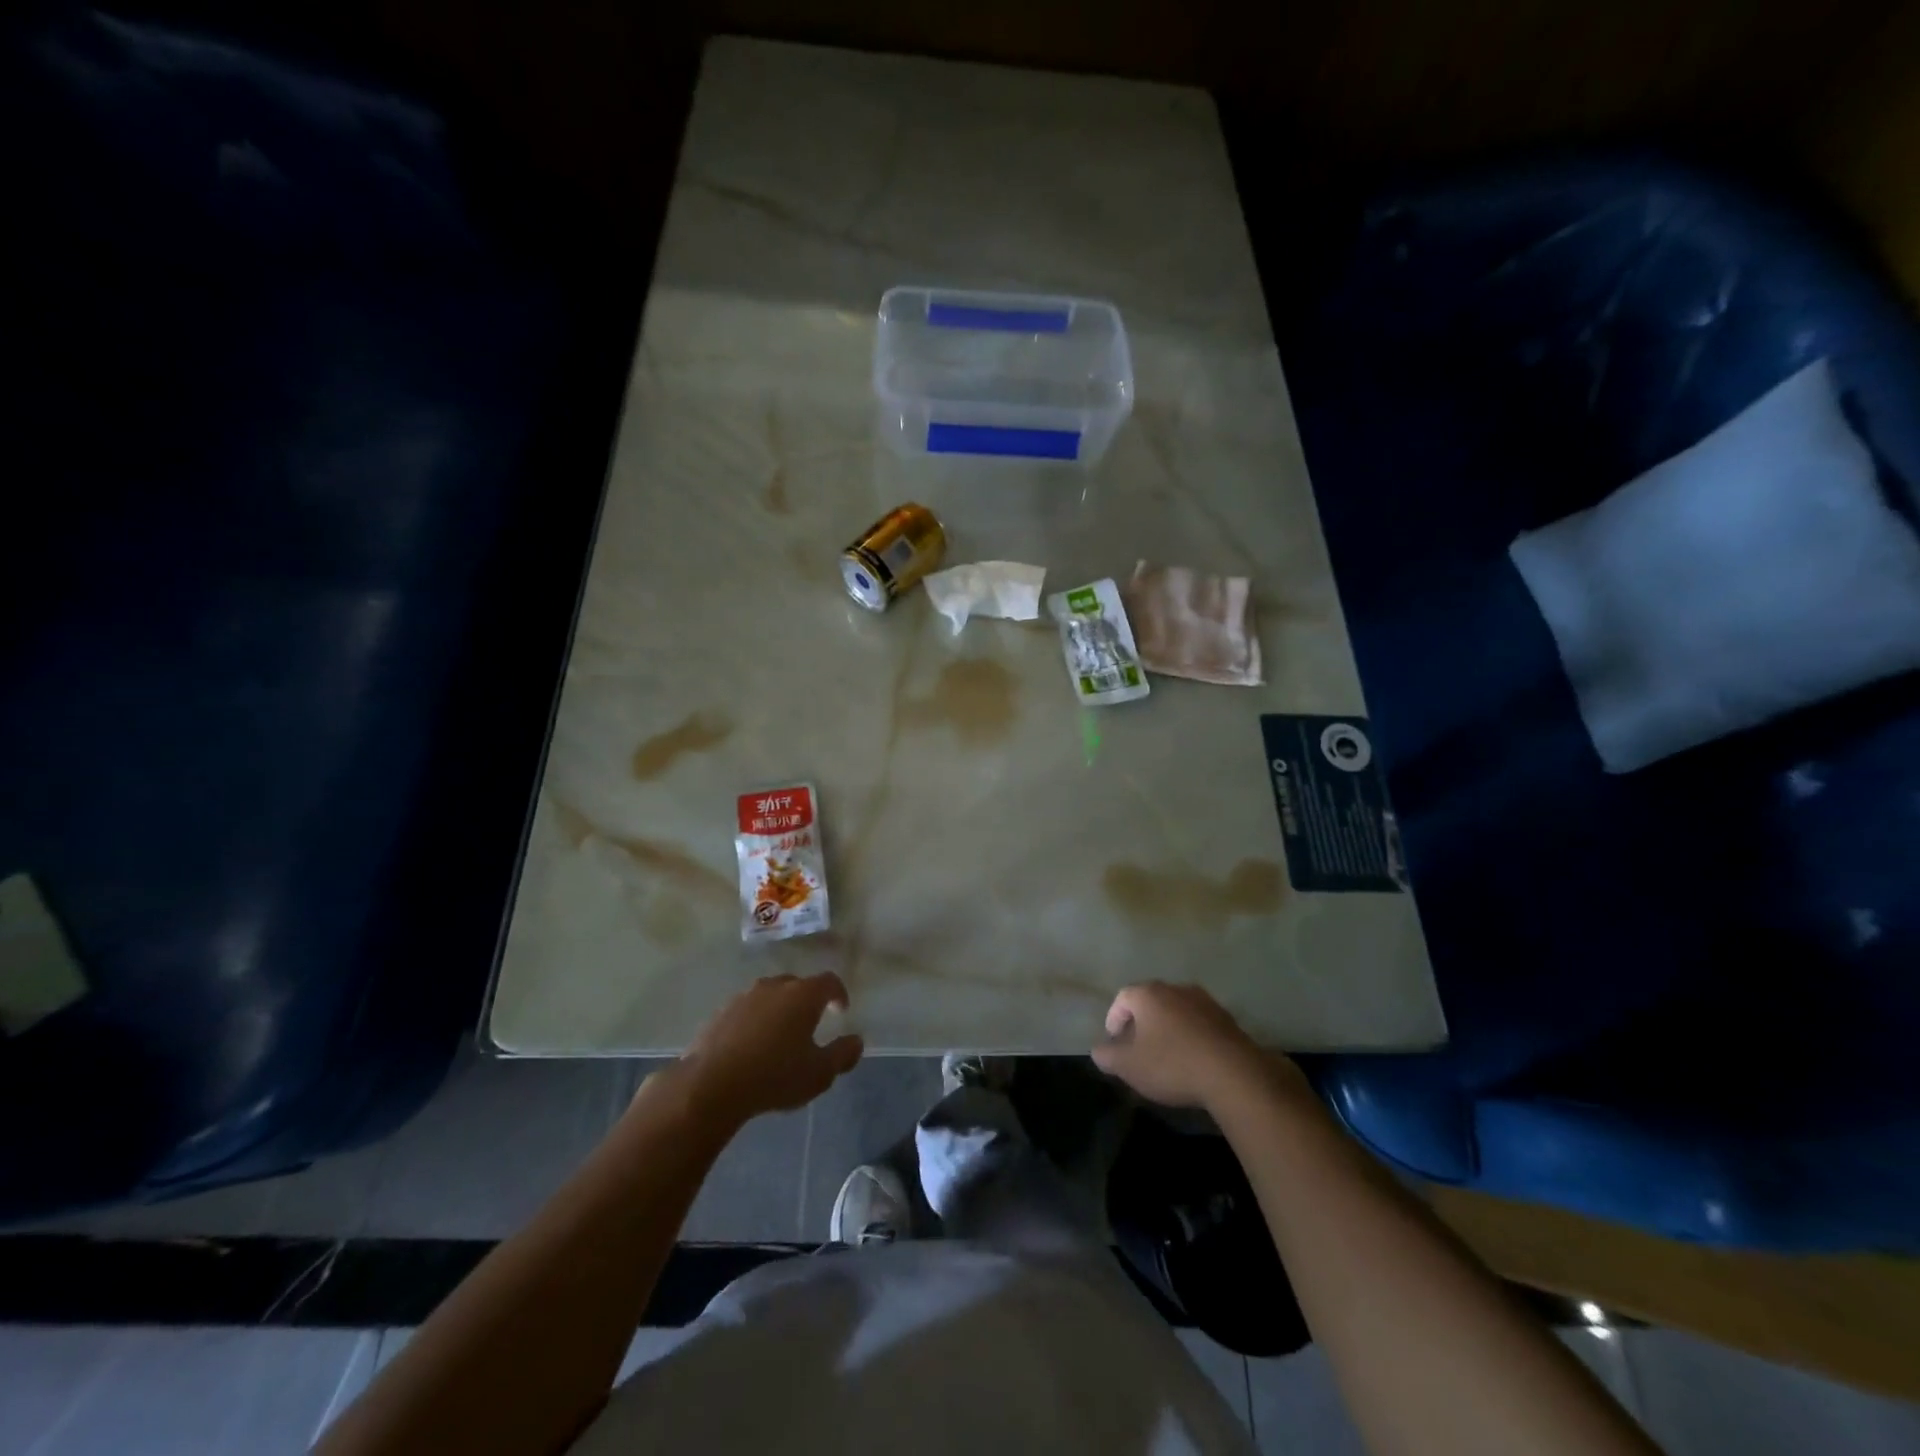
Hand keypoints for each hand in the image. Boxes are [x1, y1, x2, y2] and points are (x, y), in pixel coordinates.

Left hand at [678, 974, 862, 1129]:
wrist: (711, 1085)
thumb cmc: (775, 1076)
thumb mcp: (819, 1074)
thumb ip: (843, 1055)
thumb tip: (856, 1041)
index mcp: (803, 995)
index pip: (829, 982)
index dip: (838, 993)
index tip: (841, 1010)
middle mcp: (775, 987)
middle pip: (797, 985)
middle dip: (807, 1001)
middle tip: (810, 1024)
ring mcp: (744, 997)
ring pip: (769, 996)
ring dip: (778, 1010)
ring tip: (779, 1036)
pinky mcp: (720, 1013)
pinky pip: (746, 1011)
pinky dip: (754, 1022)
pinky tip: (751, 1047)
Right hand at [1092, 982, 1300, 1111]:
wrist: (1233, 1074)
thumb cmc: (1172, 1064)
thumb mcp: (1129, 1066)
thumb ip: (1107, 1056)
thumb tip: (1098, 1050)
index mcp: (1148, 994)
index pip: (1122, 997)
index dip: (1114, 1018)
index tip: (1114, 1040)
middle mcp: (1175, 989)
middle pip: (1150, 1000)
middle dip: (1141, 1021)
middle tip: (1137, 1046)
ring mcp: (1204, 1001)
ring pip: (1176, 1010)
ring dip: (1168, 1027)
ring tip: (1166, 1053)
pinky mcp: (1226, 1018)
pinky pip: (1199, 1022)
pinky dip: (1190, 1035)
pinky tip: (1192, 1058)